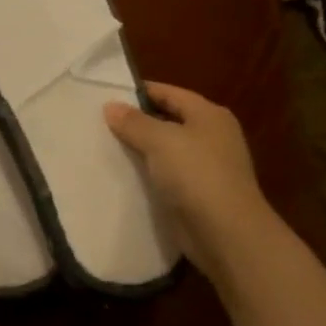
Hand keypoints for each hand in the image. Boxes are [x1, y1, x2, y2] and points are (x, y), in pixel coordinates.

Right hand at [105, 83, 271, 267]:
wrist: (225, 232)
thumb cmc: (196, 175)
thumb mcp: (160, 140)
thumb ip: (134, 122)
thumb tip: (111, 106)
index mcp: (209, 115)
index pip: (169, 93)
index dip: (139, 92)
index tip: (106, 97)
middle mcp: (212, 136)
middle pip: (168, 120)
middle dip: (137, 122)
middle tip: (100, 123)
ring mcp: (207, 166)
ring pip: (166, 149)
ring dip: (141, 149)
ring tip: (106, 147)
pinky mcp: (198, 193)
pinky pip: (167, 175)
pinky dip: (148, 173)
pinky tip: (124, 175)